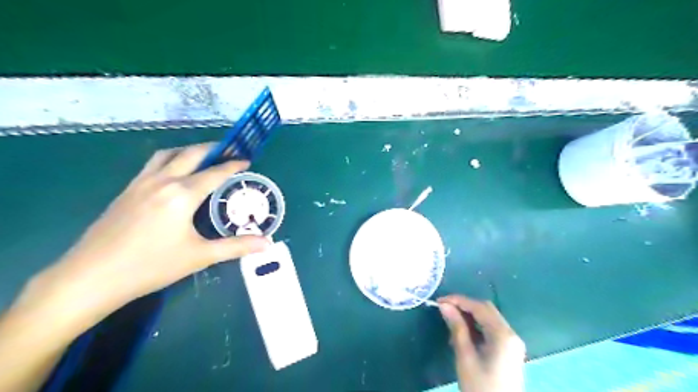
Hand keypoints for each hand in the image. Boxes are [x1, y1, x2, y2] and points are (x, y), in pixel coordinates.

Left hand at [19, 144, 268, 330]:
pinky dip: (170, 159)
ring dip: (189, 150)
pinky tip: (173, 173)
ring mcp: (140, 183)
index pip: (214, 173)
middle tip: (229, 150)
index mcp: (182, 194)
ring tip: (203, 156)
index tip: (246, 159)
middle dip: (212, 149)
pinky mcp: (126, 191)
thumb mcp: (199, 256)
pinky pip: (153, 165)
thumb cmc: (151, 266)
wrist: (91, 277)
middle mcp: (162, 181)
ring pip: (168, 155)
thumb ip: (236, 247)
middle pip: (191, 154)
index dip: (233, 165)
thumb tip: (267, 243)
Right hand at [435, 293, 523, 391]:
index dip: (458, 300)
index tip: (439, 301)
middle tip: (444, 308)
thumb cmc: (480, 387)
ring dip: (470, 316)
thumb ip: (457, 328)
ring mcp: (512, 343)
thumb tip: (444, 306)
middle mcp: (511, 334)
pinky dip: (477, 327)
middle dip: (465, 306)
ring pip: (489, 319)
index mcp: (503, 335)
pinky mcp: (509, 350)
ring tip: (450, 321)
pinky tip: (463, 333)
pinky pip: (492, 330)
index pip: (479, 307)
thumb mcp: (465, 357)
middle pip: (486, 310)